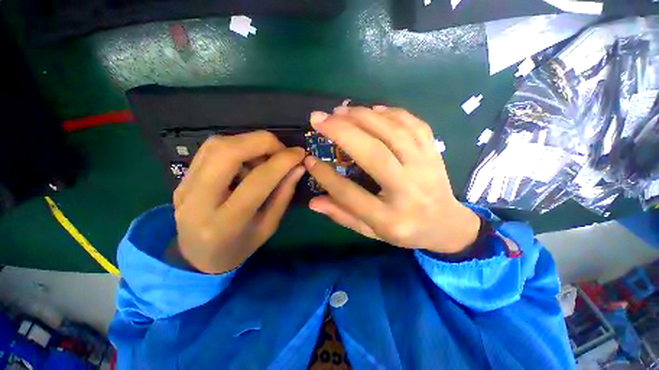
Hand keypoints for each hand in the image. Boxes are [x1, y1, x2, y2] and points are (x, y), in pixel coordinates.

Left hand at [172, 131, 305, 273]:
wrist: (196, 256)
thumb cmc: (238, 247)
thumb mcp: (269, 226)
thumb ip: (284, 195)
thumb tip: (298, 167)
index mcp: (225, 223)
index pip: (257, 180)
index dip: (282, 161)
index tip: (300, 153)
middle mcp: (197, 200)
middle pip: (228, 152)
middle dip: (263, 143)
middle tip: (283, 150)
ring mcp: (184, 186)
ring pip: (217, 145)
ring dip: (250, 142)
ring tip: (267, 156)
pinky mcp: (182, 177)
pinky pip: (211, 149)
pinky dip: (237, 146)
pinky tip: (248, 159)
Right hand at [304, 106, 479, 254]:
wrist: (448, 225)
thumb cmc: (406, 231)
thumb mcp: (372, 231)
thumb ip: (343, 215)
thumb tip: (313, 201)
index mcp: (390, 219)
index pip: (350, 194)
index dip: (326, 176)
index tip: (309, 160)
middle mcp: (409, 190)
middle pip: (374, 154)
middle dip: (342, 132)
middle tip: (319, 119)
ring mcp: (426, 168)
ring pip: (393, 133)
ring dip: (363, 117)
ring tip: (340, 110)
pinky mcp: (434, 153)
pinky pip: (414, 125)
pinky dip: (391, 113)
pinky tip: (373, 110)